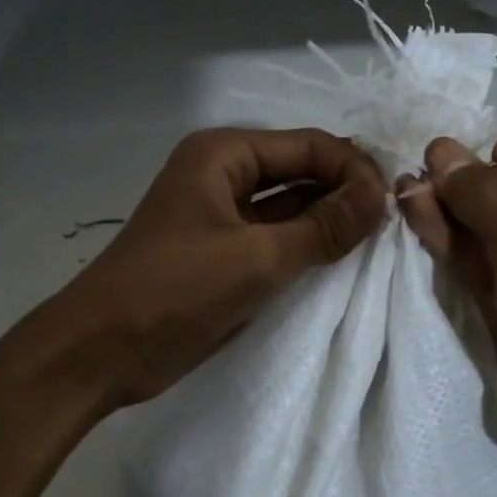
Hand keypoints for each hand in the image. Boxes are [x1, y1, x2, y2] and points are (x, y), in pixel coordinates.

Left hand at [54, 127, 387, 406]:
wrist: (103, 350)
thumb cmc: (175, 291)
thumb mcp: (257, 257)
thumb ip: (323, 226)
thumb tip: (381, 194)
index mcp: (222, 155)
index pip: (308, 146)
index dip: (354, 170)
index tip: (393, 204)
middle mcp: (222, 176)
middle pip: (299, 172)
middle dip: (344, 194)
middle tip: (392, 224)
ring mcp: (220, 218)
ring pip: (288, 208)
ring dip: (328, 222)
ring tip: (376, 243)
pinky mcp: (221, 256)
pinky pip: (274, 241)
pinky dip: (305, 248)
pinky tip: (340, 263)